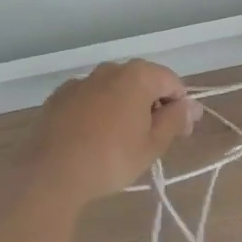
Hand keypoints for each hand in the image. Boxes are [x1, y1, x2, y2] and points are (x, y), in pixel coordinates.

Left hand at [23, 60, 200, 201]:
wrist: (50, 172)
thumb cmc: (110, 158)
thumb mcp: (152, 145)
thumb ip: (174, 120)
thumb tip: (191, 106)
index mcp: (137, 75)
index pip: (172, 82)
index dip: (181, 107)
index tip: (181, 134)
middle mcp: (109, 69)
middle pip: (143, 82)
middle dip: (153, 106)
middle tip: (154, 140)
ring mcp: (81, 81)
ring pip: (114, 90)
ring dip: (125, 108)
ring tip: (122, 142)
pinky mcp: (59, 96)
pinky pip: (89, 99)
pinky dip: (98, 112)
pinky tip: (93, 139)